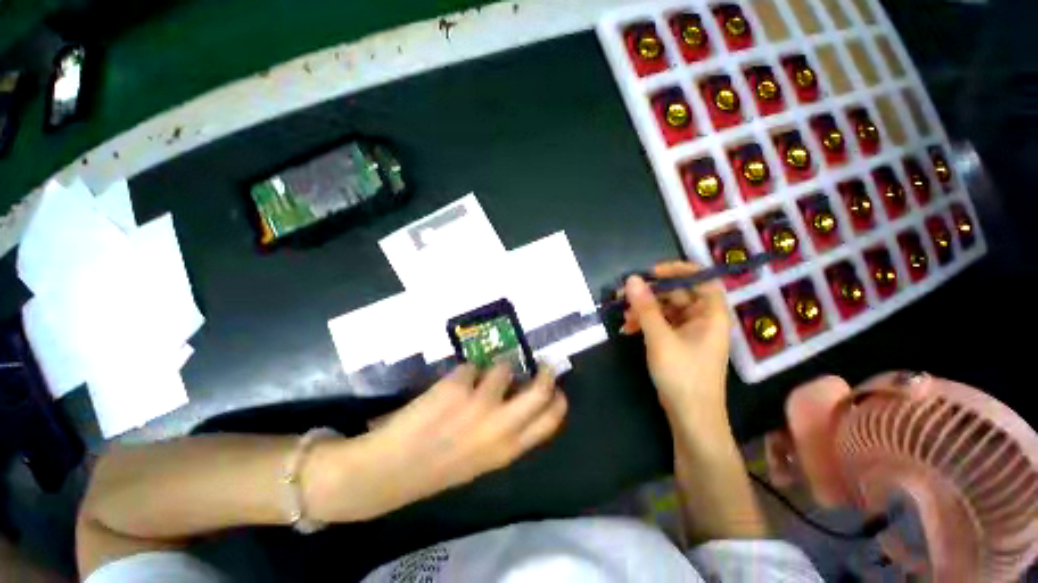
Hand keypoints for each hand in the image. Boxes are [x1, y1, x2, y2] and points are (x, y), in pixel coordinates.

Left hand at [312, 364, 566, 521]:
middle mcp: (500, 426)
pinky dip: (464, 372)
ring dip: (494, 369)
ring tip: (479, 377)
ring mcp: (479, 403)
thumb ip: (507, 430)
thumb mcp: (484, 458)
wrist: (389, 471)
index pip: (550, 420)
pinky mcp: (458, 386)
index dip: (558, 400)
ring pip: (503, 368)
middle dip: (546, 373)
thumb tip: (521, 392)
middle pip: (541, 391)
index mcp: (508, 449)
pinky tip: (450, 385)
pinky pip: (471, 367)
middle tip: (542, 364)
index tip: (556, 387)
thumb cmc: (439, 465)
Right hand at [620, 261, 730, 412]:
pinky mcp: (678, 343)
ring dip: (643, 311)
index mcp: (711, 314)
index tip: (652, 272)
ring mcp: (690, 332)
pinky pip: (661, 324)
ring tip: (623, 317)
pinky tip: (627, 329)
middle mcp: (703, 319)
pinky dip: (645, 324)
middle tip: (624, 295)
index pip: (701, 279)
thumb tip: (632, 279)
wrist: (691, 418)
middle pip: (677, 294)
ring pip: (665, 310)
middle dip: (650, 295)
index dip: (678, 270)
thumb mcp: (660, 338)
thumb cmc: (683, 375)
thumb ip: (645, 307)